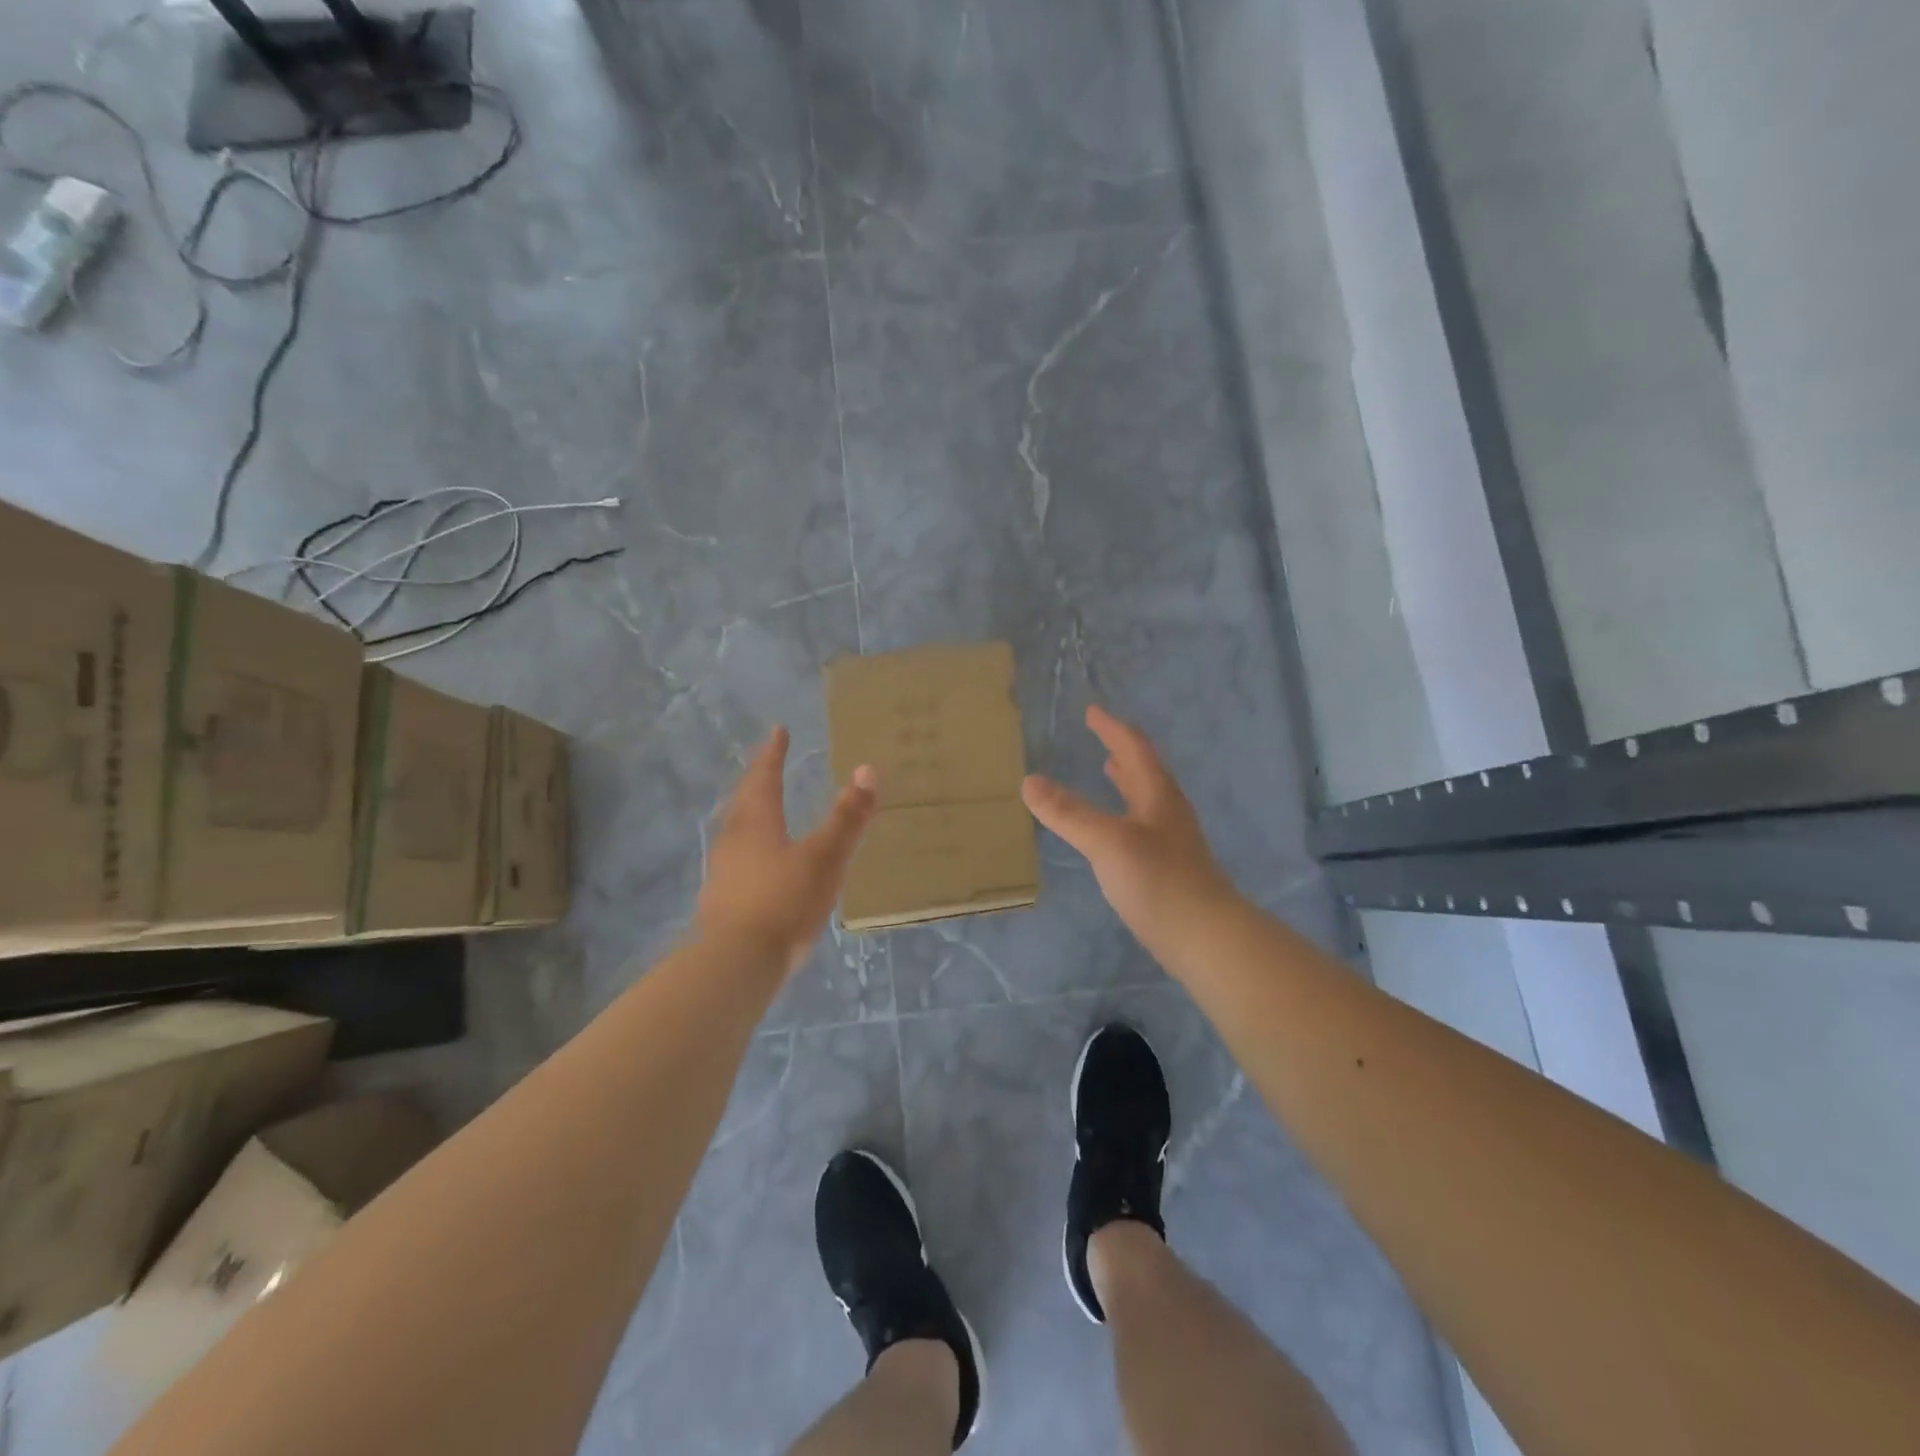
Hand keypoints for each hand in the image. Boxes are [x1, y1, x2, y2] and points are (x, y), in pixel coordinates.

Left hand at [693, 727, 878, 976]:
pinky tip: (761, 866)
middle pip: (744, 801)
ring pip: (737, 831)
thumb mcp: (825, 857)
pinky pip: (738, 861)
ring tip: (764, 810)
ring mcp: (723, 873)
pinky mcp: (721, 903)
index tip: (777, 731)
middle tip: (768, 765)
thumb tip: (868, 769)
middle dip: (758, 780)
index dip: (772, 753)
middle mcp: (733, 840)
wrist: (735, 964)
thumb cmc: (783, 901)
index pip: (764, 777)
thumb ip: (847, 817)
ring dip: (751, 814)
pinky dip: (751, 849)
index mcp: (756, 822)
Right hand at [1022, 706, 1233, 953]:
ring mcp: (1171, 842)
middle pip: (1145, 771)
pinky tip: (1113, 832)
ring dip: (1126, 781)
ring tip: (1107, 772)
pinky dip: (1123, 813)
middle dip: (1121, 751)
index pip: (1134, 749)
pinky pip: (1141, 826)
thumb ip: (1068, 812)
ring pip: (1145, 799)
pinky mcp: (1168, 869)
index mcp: (1158, 795)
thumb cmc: (1157, 880)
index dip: (1112, 729)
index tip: (1092, 712)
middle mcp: (1167, 812)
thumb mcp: (1106, 841)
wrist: (1205, 937)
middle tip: (1100, 736)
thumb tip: (1029, 781)